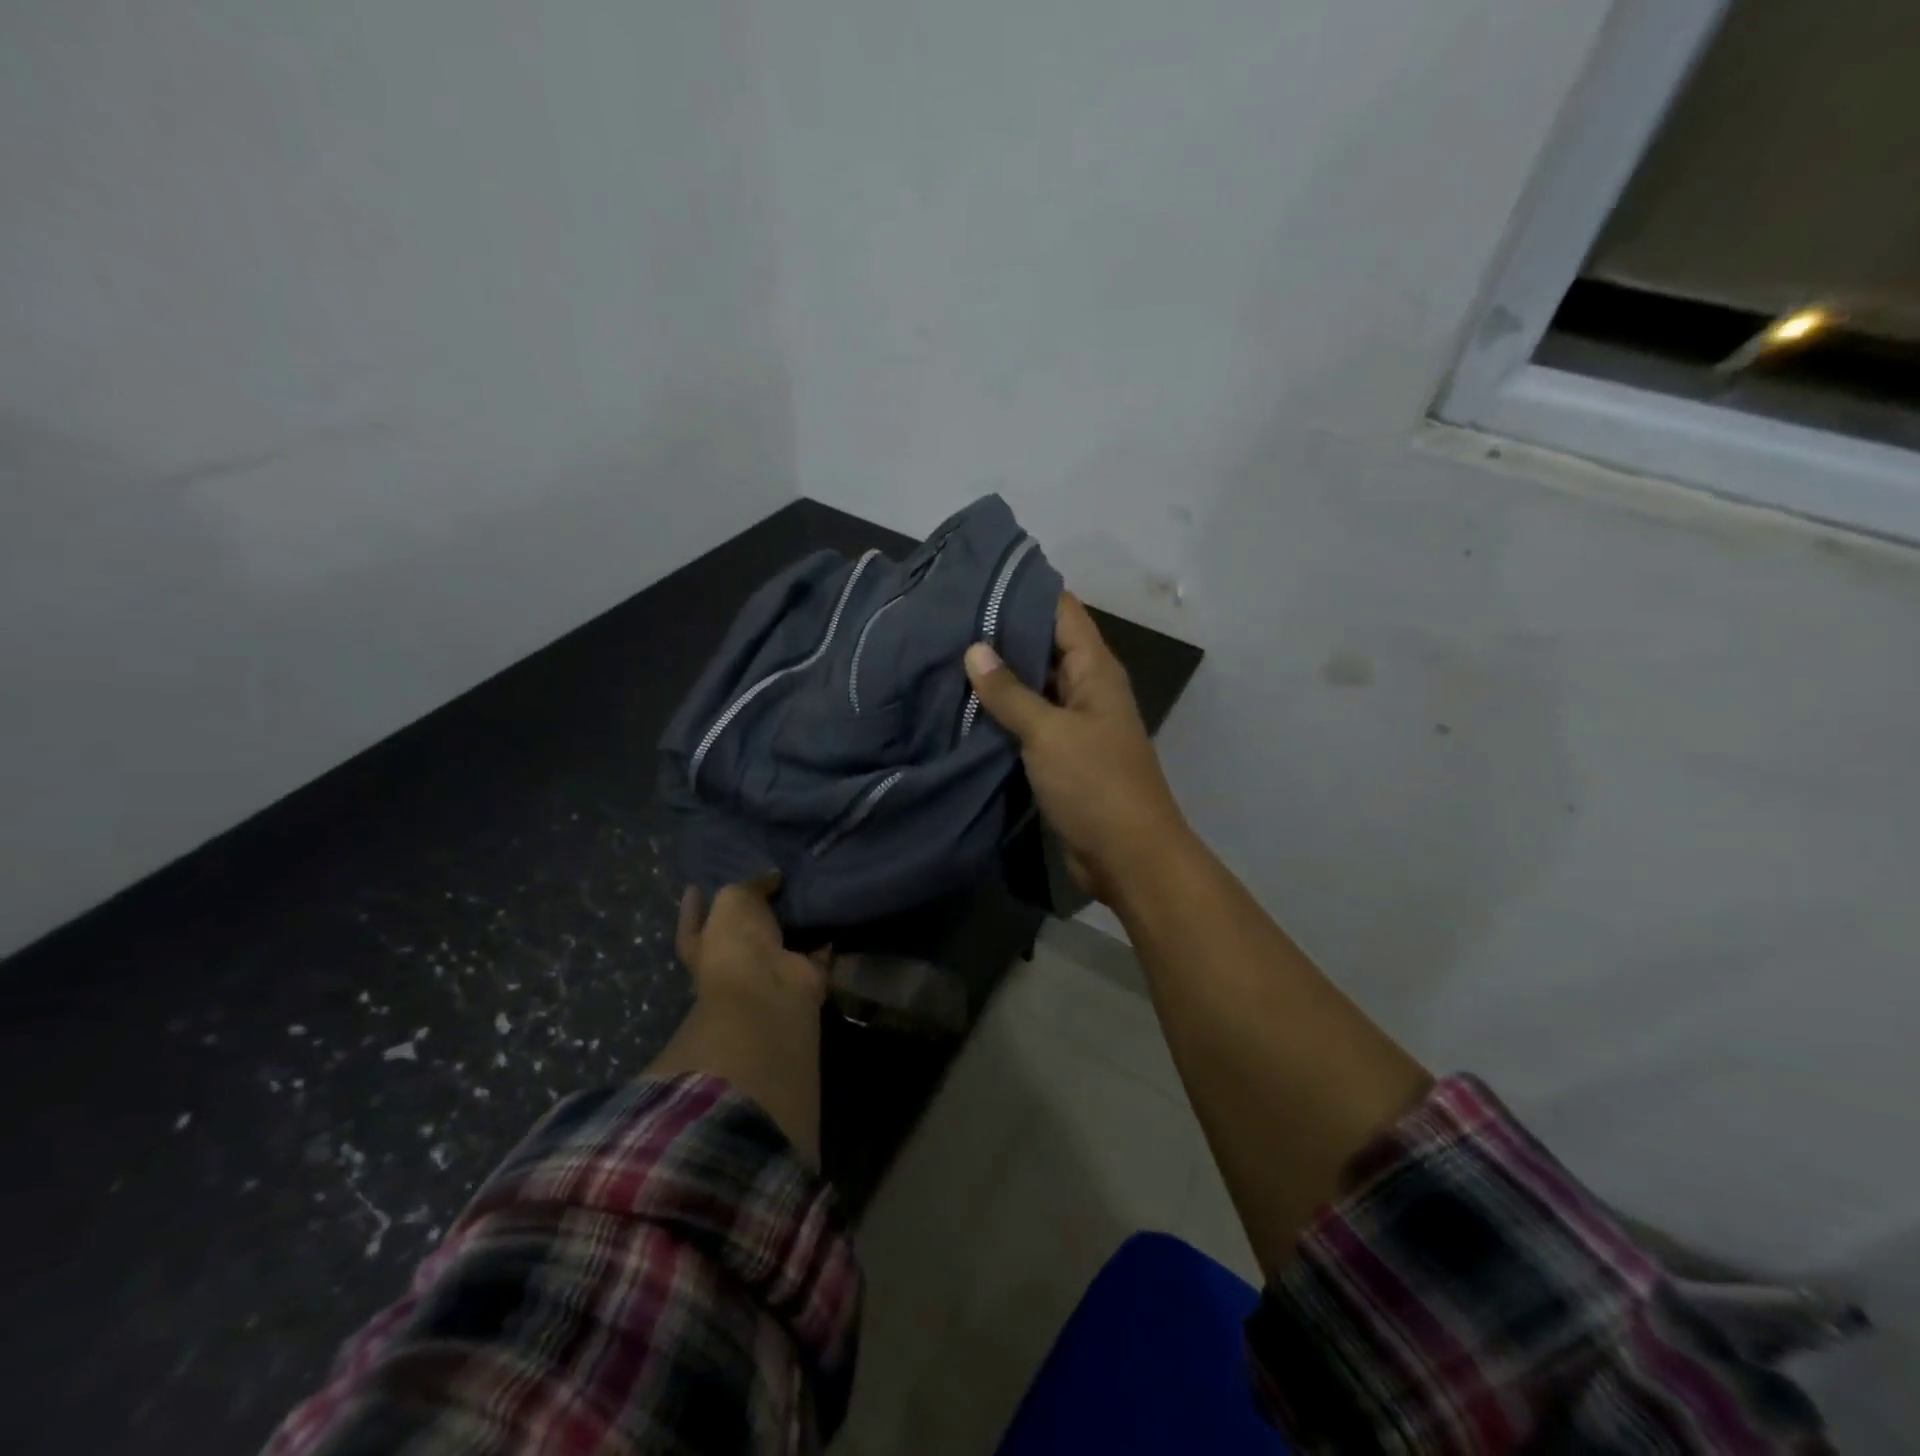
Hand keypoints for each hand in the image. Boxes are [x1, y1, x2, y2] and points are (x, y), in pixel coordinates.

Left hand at [676, 874, 827, 1009]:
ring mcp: (770, 971)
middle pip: (742, 930)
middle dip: (755, 908)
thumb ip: (752, 884)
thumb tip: (773, 876)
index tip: (696, 884)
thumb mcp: (734, 900)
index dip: (693, 905)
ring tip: (807, 885)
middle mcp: (735, 960)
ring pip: (782, 938)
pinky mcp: (804, 975)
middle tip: (770, 877)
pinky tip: (833, 909)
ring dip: (794, 919)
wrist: (770, 990)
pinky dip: (826, 935)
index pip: (693, 921)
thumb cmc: (736, 943)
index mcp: (703, 945)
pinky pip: (817, 950)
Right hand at [965, 594, 1189, 903]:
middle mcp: (1085, 688)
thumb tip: (974, 649)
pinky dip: (1000, 714)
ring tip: (944, 655)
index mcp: (1095, 670)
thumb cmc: (1095, 785)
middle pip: (1044, 646)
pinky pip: (1027, 722)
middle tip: (946, 619)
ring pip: (1032, 686)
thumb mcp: (1049, 732)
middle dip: (1001, 633)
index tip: (977, 580)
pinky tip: (961, 706)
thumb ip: (1010, 692)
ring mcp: (1072, 723)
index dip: (1025, 591)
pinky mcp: (1059, 755)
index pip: (1062, 611)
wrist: (1127, 857)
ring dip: (997, 676)